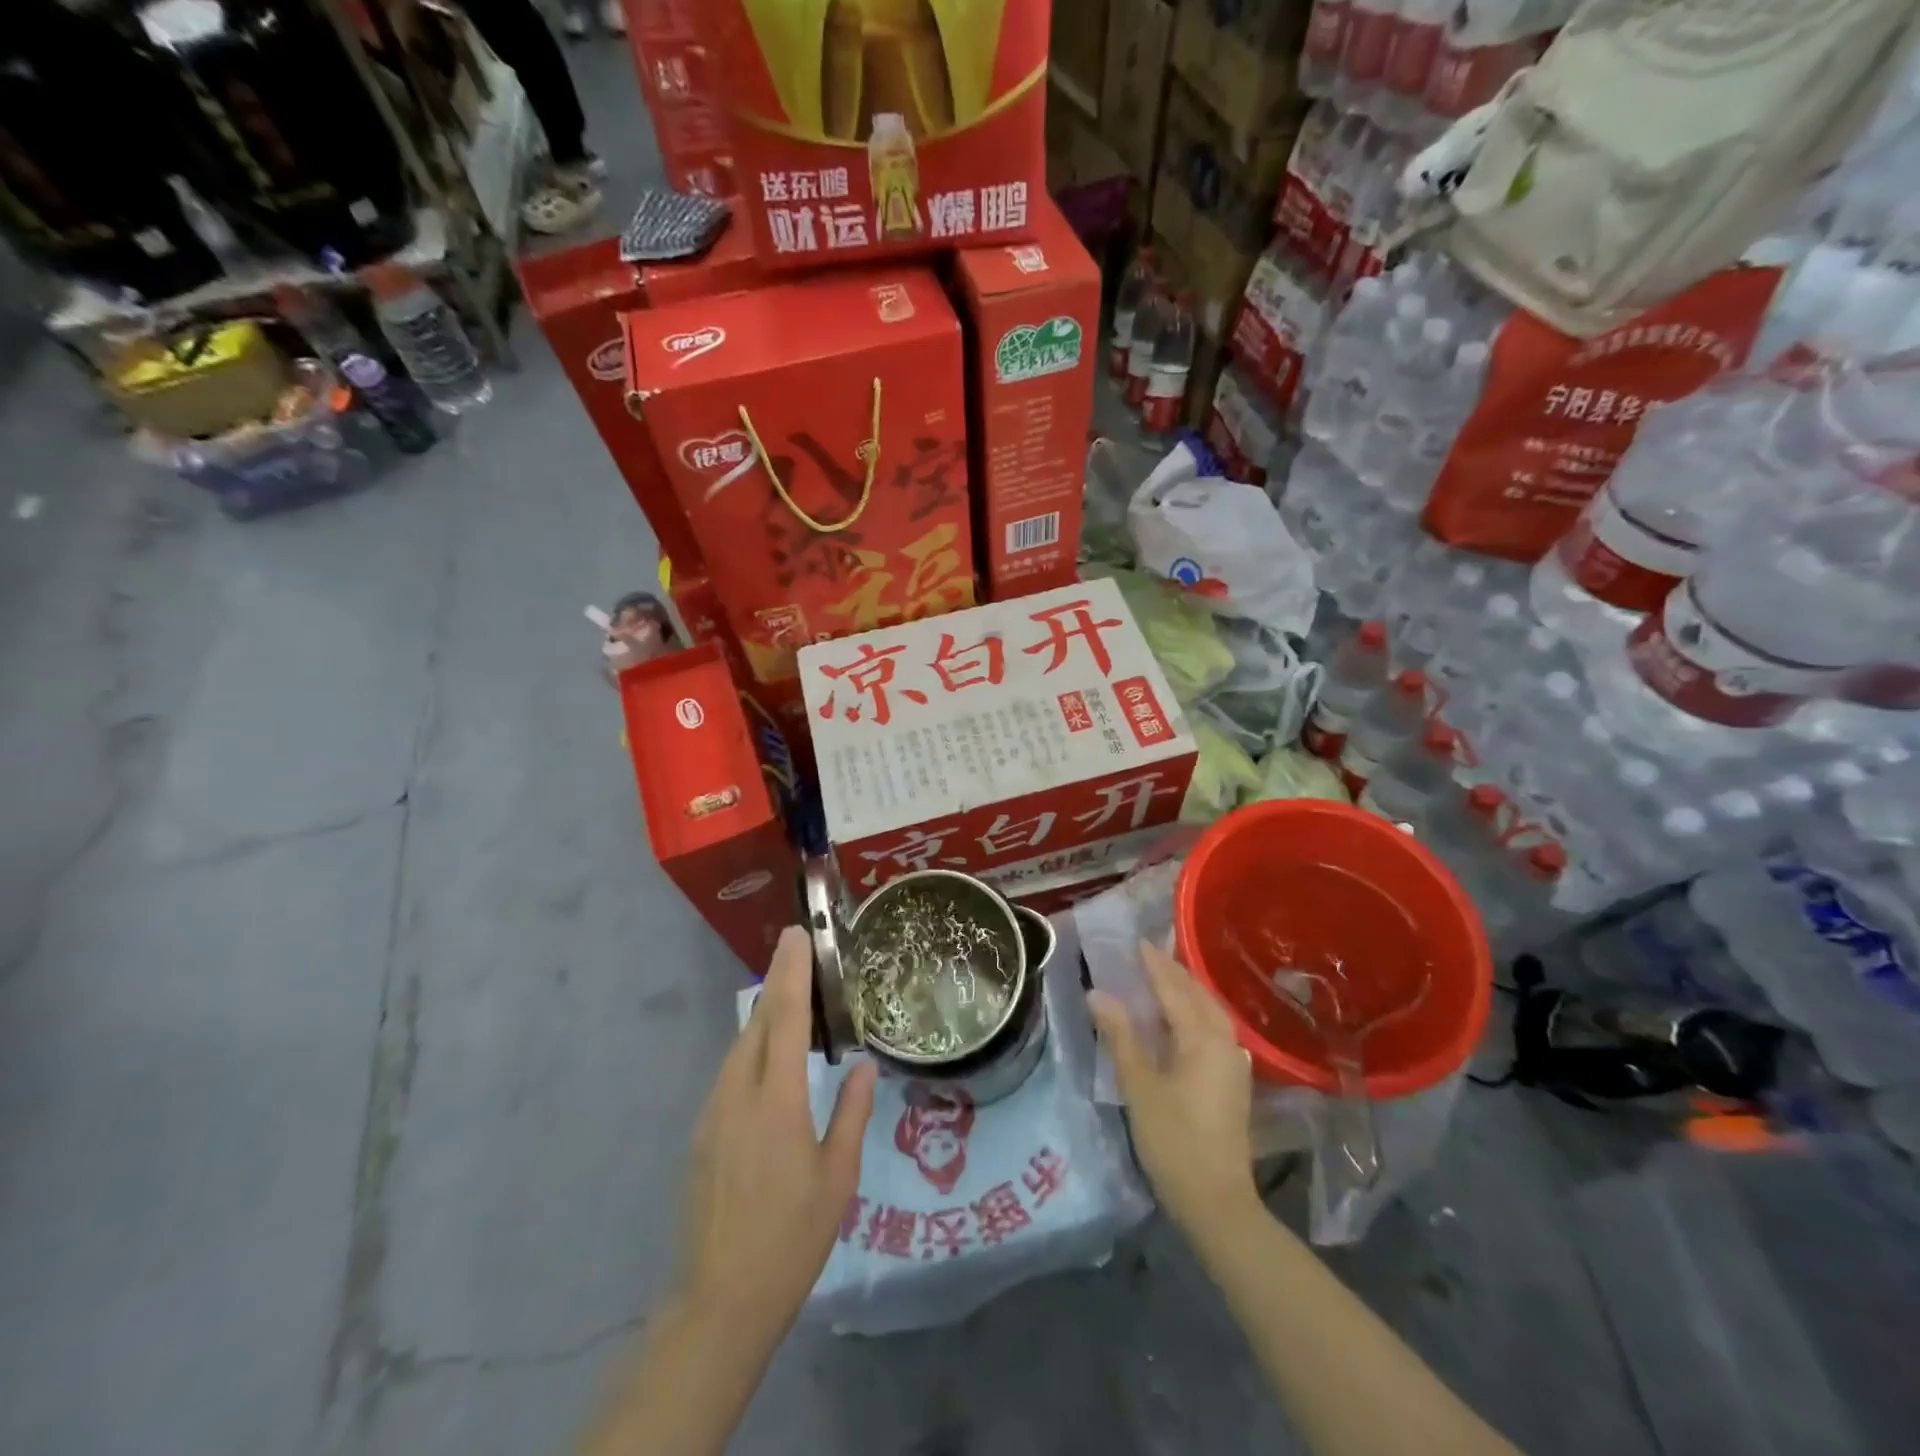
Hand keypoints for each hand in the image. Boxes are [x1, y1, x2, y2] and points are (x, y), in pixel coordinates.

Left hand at [678, 926, 876, 1347]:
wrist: (721, 1300)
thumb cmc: (792, 1237)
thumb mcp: (838, 1176)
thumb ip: (852, 1112)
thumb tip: (864, 1063)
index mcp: (777, 1101)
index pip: (785, 1019)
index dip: (792, 973)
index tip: (798, 935)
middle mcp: (738, 1094)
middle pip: (758, 1023)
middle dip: (778, 983)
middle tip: (801, 954)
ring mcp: (714, 1112)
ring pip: (741, 1047)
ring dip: (766, 1017)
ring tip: (794, 1001)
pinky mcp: (703, 1132)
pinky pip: (731, 1073)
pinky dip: (753, 1050)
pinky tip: (772, 1061)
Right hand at [1088, 940, 1256, 1235]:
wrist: (1217, 1202)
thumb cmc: (1173, 1140)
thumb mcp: (1139, 1086)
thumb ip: (1120, 1036)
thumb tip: (1098, 993)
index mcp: (1202, 1039)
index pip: (1174, 989)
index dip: (1154, 965)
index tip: (1137, 941)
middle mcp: (1224, 1043)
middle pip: (1198, 996)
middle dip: (1174, 972)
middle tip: (1148, 954)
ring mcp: (1233, 1064)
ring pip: (1211, 1013)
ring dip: (1188, 991)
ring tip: (1163, 979)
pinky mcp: (1233, 1082)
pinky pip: (1215, 1030)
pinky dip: (1196, 1013)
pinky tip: (1183, 1020)